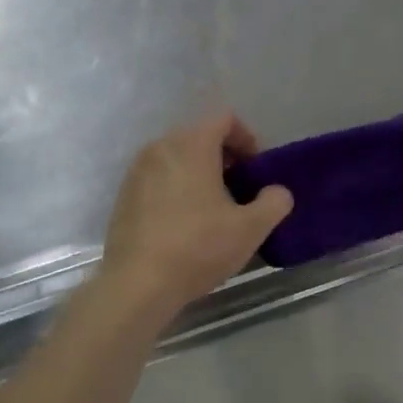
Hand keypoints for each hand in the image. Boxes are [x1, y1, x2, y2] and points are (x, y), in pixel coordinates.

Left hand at [99, 114, 293, 317]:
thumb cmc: (198, 247)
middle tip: (239, 188)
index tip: (255, 170)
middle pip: (199, 135)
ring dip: (198, 172)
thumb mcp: (250, 229)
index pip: (224, 119)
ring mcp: (137, 170)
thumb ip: (274, 203)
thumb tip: (278, 192)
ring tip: (213, 207)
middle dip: (223, 156)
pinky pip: (157, 177)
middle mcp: (161, 147)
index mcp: (192, 145)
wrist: (137, 283)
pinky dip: (175, 187)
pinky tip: (184, 222)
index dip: (246, 138)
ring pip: (176, 157)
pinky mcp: (124, 195)